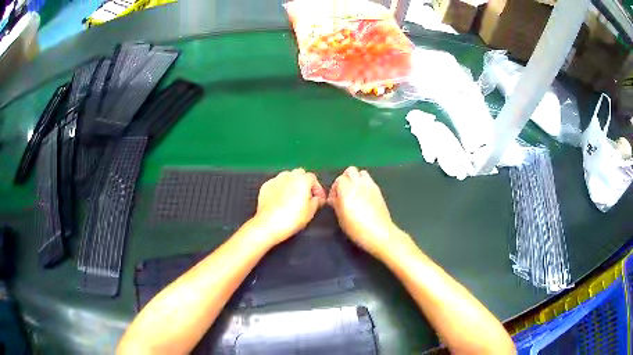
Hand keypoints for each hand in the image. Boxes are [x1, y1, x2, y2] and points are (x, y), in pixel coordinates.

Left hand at [251, 168, 325, 245]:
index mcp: (302, 180)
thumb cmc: (292, 218)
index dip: (317, 188)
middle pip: (299, 174)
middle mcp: (288, 176)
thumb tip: (318, 199)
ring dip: (291, 184)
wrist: (269, 224)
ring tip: (292, 197)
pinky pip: (276, 184)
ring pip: (286, 177)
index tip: (318, 198)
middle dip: (304, 182)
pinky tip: (280, 200)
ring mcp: (275, 180)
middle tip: (305, 196)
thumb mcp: (311, 212)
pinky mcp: (265, 186)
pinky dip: (280, 189)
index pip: (313, 178)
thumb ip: (317, 202)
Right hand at [328, 167, 401, 257]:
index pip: (338, 179)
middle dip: (345, 178)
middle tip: (344, 192)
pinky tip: (364, 197)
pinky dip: (365, 184)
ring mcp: (370, 186)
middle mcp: (359, 184)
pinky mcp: (379, 191)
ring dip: (356, 179)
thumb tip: (335, 198)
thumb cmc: (357, 229)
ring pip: (361, 173)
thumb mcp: (340, 218)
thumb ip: (336, 203)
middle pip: (350, 170)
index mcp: (347, 190)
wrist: (379, 233)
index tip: (334, 200)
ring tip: (355, 192)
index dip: (334, 189)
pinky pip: (370, 181)